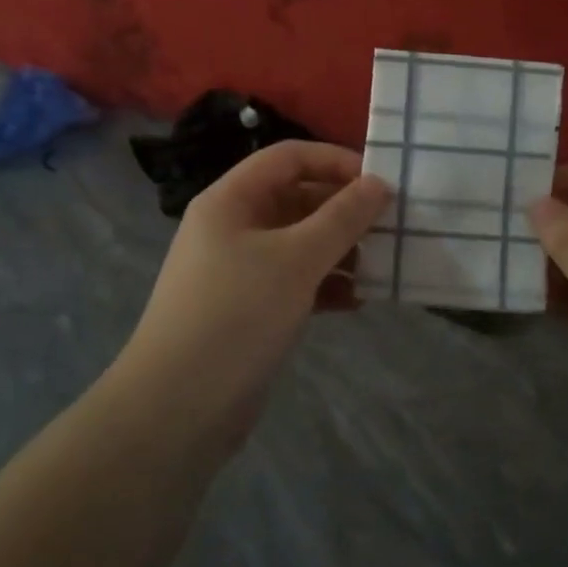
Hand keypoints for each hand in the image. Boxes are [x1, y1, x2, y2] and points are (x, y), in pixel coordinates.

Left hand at [122, 142, 388, 426]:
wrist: (178, 408)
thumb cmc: (237, 316)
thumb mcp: (296, 259)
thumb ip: (342, 218)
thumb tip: (379, 184)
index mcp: (232, 200)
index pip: (289, 158)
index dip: (335, 162)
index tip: (379, 184)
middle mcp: (233, 226)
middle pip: (296, 198)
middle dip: (343, 211)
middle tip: (389, 228)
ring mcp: (240, 269)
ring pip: (300, 242)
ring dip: (339, 250)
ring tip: (379, 266)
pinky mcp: (250, 308)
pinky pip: (295, 280)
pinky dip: (325, 285)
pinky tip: (356, 301)